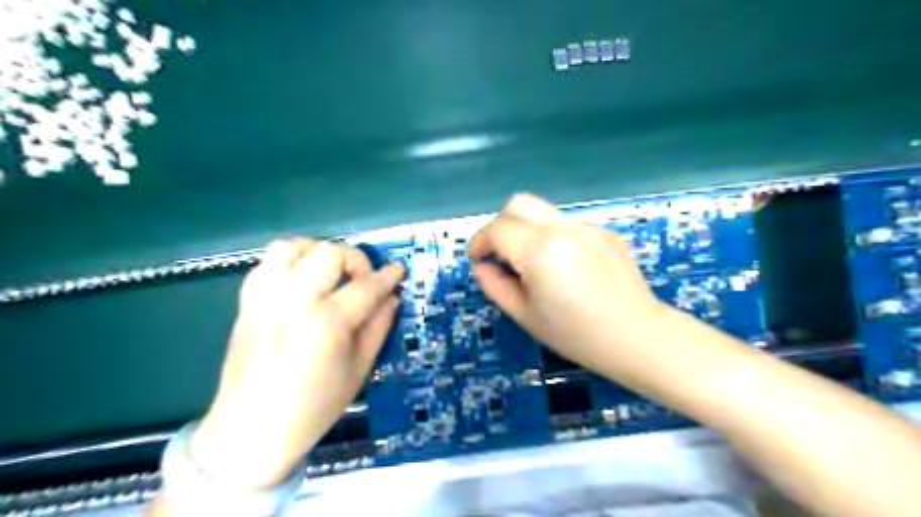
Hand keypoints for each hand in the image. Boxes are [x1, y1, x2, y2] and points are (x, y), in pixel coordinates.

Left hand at [185, 238, 403, 487]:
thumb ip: (378, 327)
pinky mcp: (246, 305)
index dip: (387, 277)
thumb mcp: (359, 370)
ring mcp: (264, 301)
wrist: (250, 432)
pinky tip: (301, 282)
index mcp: (324, 325)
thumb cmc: (313, 408)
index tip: (398, 271)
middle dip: (355, 259)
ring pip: (291, 247)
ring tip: (330, 272)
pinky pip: (266, 264)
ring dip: (318, 252)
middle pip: (328, 253)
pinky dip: (290, 263)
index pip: (365, 286)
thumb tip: (391, 298)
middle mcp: (292, 303)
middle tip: (363, 280)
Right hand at [471, 194, 673, 383]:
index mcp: (540, 250)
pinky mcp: (605, 232)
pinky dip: (553, 238)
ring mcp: (587, 227)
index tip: (478, 260)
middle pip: (519, 203)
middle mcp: (563, 228)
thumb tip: (482, 267)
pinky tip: (567, 269)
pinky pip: (567, 226)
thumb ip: (495, 286)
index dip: (479, 242)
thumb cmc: (577, 335)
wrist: (638, 337)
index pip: (497, 228)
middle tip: (500, 254)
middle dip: (500, 224)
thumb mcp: (526, 316)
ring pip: (543, 213)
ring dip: (527, 230)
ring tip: (534, 265)